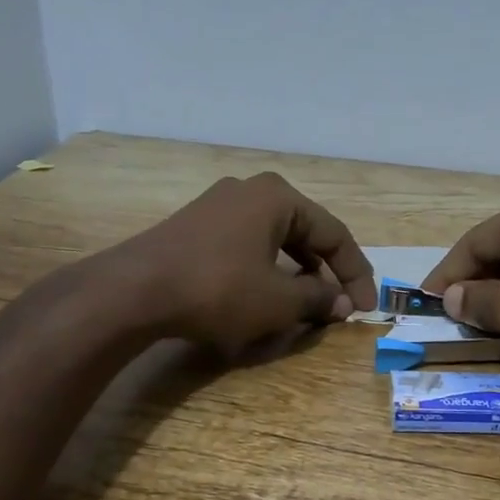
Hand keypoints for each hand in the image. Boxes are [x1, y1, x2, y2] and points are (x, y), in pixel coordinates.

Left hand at [110, 173, 377, 355]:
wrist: (134, 291)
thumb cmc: (218, 290)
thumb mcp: (278, 301)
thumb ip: (318, 299)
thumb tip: (343, 304)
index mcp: (278, 197)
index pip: (335, 235)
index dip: (356, 274)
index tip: (365, 308)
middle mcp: (250, 191)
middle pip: (305, 233)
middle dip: (325, 273)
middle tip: (338, 307)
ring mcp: (218, 205)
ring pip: (274, 241)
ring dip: (295, 274)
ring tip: (304, 305)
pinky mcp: (195, 227)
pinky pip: (246, 246)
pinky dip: (264, 271)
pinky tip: (262, 297)